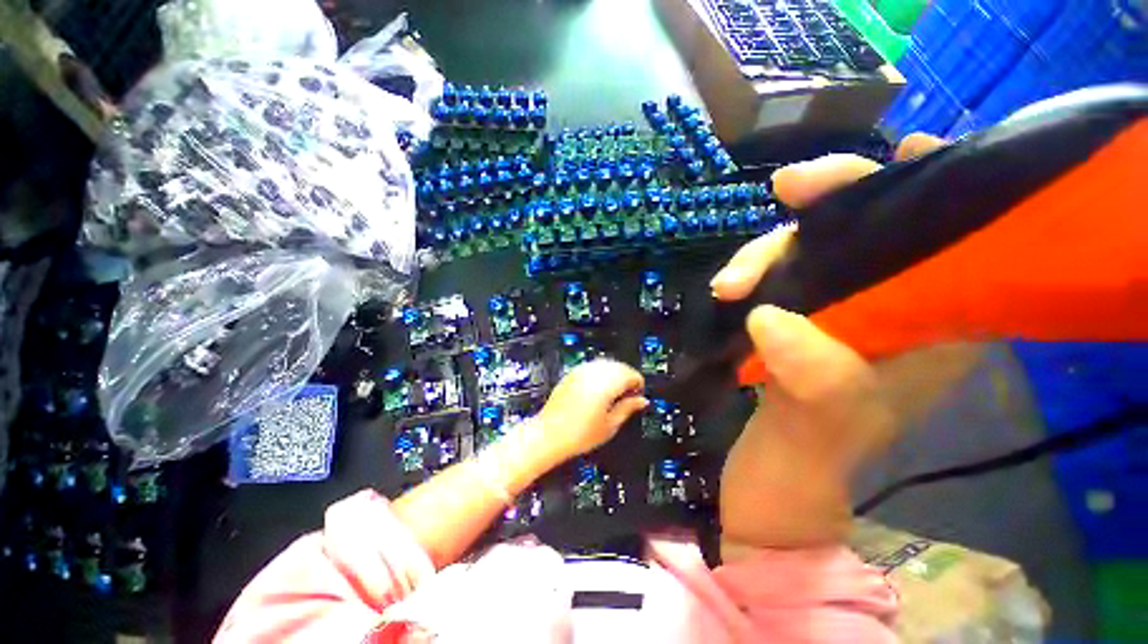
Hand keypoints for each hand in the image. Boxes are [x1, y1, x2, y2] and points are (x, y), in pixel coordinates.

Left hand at [536, 359, 647, 463]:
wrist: (549, 434)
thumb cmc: (579, 434)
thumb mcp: (610, 425)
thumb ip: (628, 408)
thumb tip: (641, 401)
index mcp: (607, 383)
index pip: (632, 374)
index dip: (638, 386)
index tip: (637, 397)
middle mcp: (595, 372)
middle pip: (620, 366)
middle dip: (627, 378)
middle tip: (627, 397)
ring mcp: (582, 370)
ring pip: (606, 364)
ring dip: (614, 374)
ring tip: (612, 395)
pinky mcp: (572, 373)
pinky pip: (593, 366)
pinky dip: (600, 374)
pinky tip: (598, 390)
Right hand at [714, 135, 987, 549]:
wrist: (777, 466)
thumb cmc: (816, 451)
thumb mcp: (825, 421)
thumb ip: (811, 375)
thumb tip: (765, 319)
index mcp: (935, 325)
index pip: (954, 238)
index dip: (938, 189)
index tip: (914, 151)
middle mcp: (893, 304)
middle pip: (870, 229)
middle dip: (831, 201)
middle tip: (789, 187)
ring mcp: (837, 306)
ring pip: (810, 250)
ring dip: (765, 253)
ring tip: (726, 285)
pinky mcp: (795, 312)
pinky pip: (777, 273)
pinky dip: (751, 271)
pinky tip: (728, 287)